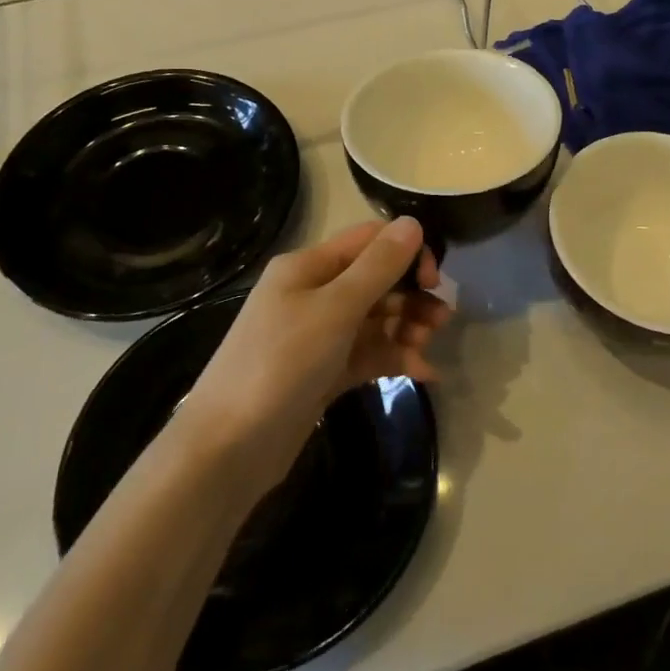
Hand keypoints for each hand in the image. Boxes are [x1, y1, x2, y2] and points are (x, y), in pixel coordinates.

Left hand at [179, 218, 450, 493]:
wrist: (229, 448)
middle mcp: (313, 293)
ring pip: (375, 319)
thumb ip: (378, 267)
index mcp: (308, 267)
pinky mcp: (324, 372)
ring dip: (406, 327)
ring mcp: (318, 335)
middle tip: (440, 321)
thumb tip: (414, 222)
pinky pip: (368, 354)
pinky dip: (394, 358)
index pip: (369, 241)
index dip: (407, 253)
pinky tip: (423, 373)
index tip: (434, 281)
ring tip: (427, 348)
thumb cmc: (281, 364)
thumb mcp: (335, 309)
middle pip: (376, 280)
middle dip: (411, 296)